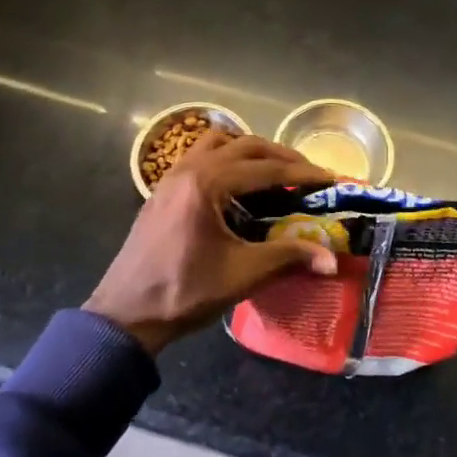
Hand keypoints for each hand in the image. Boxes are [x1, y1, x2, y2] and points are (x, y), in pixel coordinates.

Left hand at [85, 131, 337, 356]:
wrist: (126, 313)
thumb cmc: (184, 292)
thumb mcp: (241, 274)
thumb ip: (288, 257)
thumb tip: (331, 260)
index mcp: (207, 183)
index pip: (266, 169)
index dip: (302, 174)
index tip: (330, 178)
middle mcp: (189, 168)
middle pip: (245, 145)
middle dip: (281, 157)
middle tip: (309, 174)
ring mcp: (172, 175)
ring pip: (219, 142)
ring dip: (251, 151)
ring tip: (275, 172)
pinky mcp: (164, 187)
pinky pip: (201, 155)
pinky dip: (227, 158)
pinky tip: (239, 184)